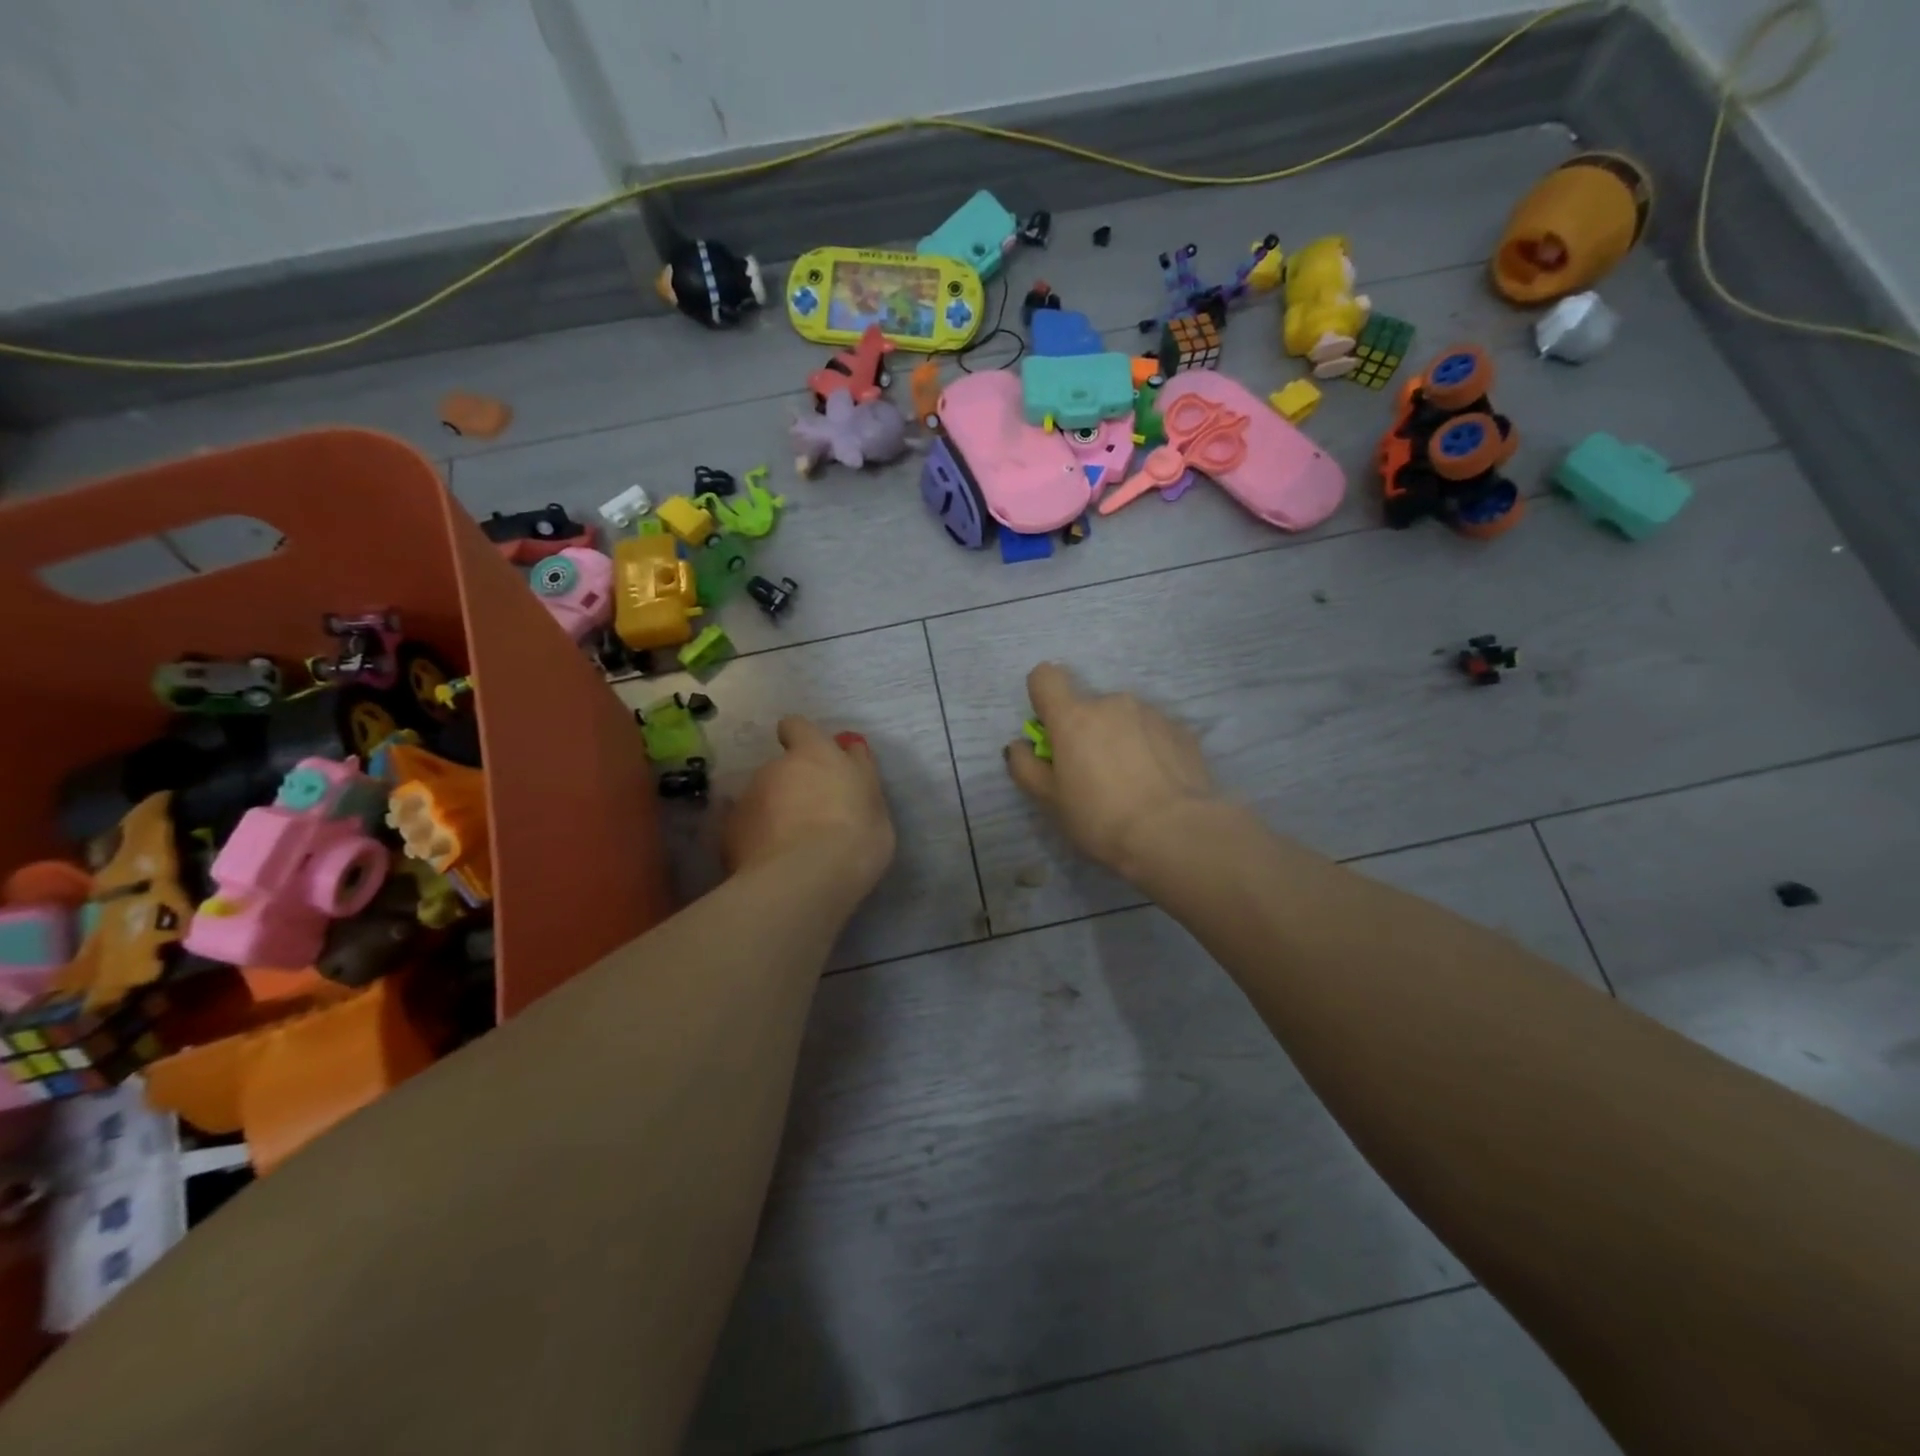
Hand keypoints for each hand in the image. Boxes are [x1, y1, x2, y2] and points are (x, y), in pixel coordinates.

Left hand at [726, 717, 895, 892]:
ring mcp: (747, 799)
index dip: (802, 739)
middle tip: (814, 817)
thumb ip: (858, 771)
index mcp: (814, 753)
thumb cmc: (856, 837)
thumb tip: (850, 749)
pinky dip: (756, 840)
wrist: (805, 882)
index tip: (813, 759)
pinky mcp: (727, 832)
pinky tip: (772, 863)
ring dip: (773, 814)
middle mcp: (774, 768)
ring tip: (792, 847)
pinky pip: (746, 829)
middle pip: (780, 768)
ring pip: (761, 799)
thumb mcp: (873, 800)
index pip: (797, 726)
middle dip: (792, 786)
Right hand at [1005, 662, 1217, 878]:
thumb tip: (1018, 746)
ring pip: (1124, 718)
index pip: (1046, 677)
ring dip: (1121, 738)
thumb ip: (1026, 767)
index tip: (1050, 728)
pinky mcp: (1183, 730)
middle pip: (1088, 705)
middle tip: (1094, 774)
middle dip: (1086, 731)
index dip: (1043, 696)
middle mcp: (1113, 702)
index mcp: (1074, 716)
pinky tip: (1158, 783)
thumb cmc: (1101, 818)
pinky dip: (1150, 748)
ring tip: (1132, 782)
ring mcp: (1152, 713)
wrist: (1176, 834)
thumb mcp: (1050, 801)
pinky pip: (1154, 732)